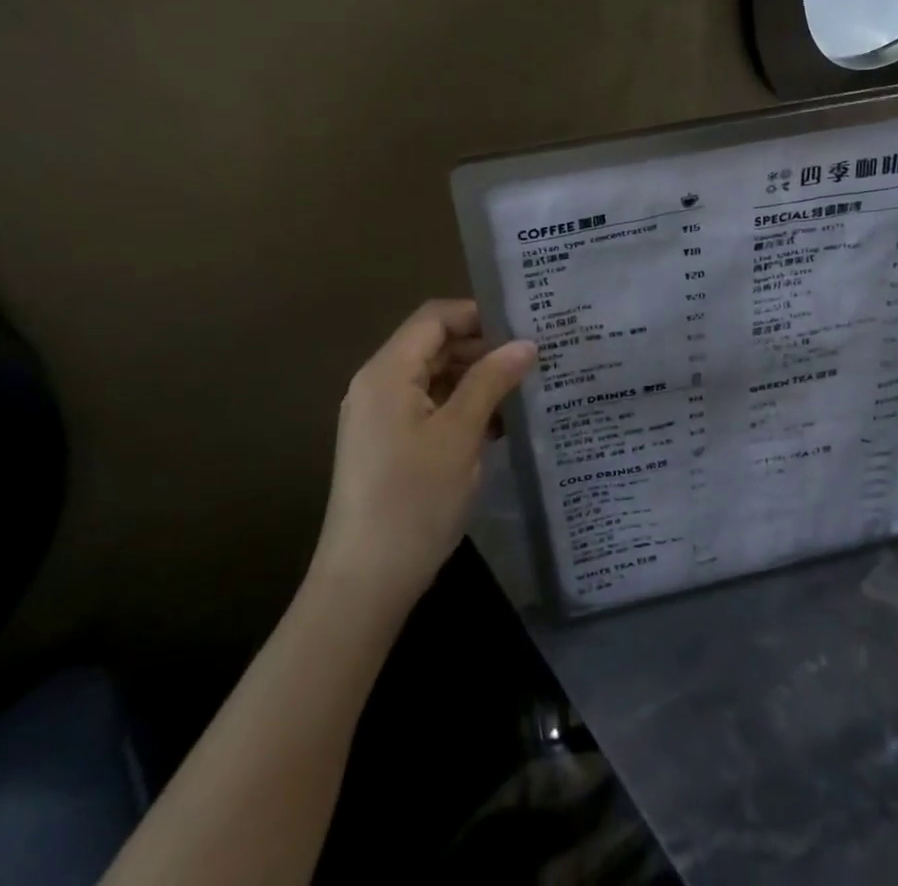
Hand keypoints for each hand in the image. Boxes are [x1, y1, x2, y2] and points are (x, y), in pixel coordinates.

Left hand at [313, 300, 535, 617]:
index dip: (478, 314)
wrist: (364, 584)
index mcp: (387, 373)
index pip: (435, 318)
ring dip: (476, 380)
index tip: (523, 325)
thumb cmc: (413, 501)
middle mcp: (378, 385)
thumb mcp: (460, 435)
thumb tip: (526, 343)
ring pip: (434, 377)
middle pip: (434, 345)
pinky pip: (428, 407)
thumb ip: (491, 381)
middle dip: (482, 348)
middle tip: (533, 359)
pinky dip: (461, 408)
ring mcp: (380, 417)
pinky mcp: (388, 444)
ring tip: (523, 392)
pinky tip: (498, 426)